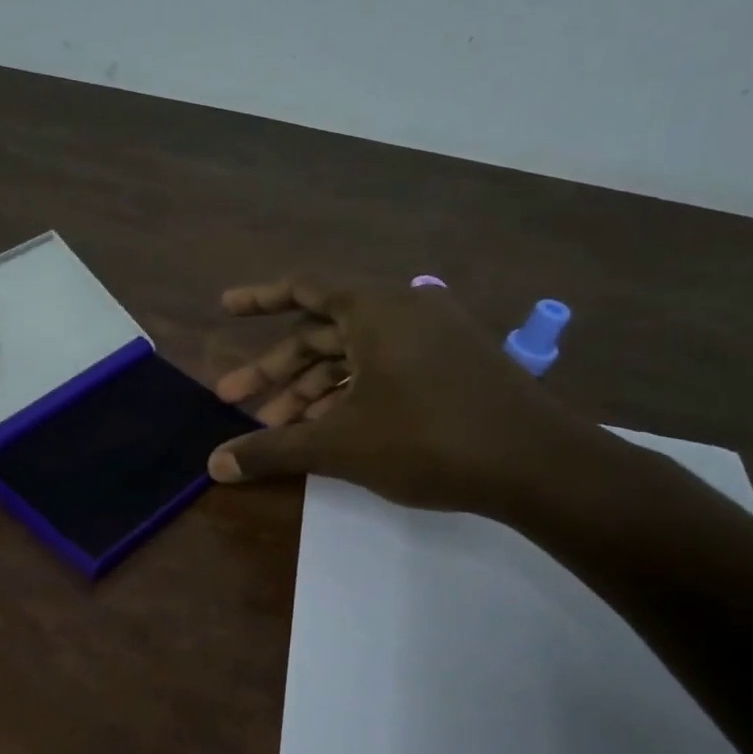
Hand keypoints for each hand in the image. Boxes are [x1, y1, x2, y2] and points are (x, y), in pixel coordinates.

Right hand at [208, 276, 603, 516]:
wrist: (539, 466)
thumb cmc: (430, 440)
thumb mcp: (340, 445)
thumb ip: (272, 450)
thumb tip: (213, 466)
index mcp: (375, 309)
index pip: (304, 287)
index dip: (260, 298)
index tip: (226, 308)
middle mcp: (403, 311)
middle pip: (322, 331)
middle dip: (276, 369)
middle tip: (235, 401)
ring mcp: (432, 338)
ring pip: (352, 356)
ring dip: (310, 389)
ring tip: (276, 429)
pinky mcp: (452, 366)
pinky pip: (383, 368)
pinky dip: (348, 394)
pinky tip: (326, 430)